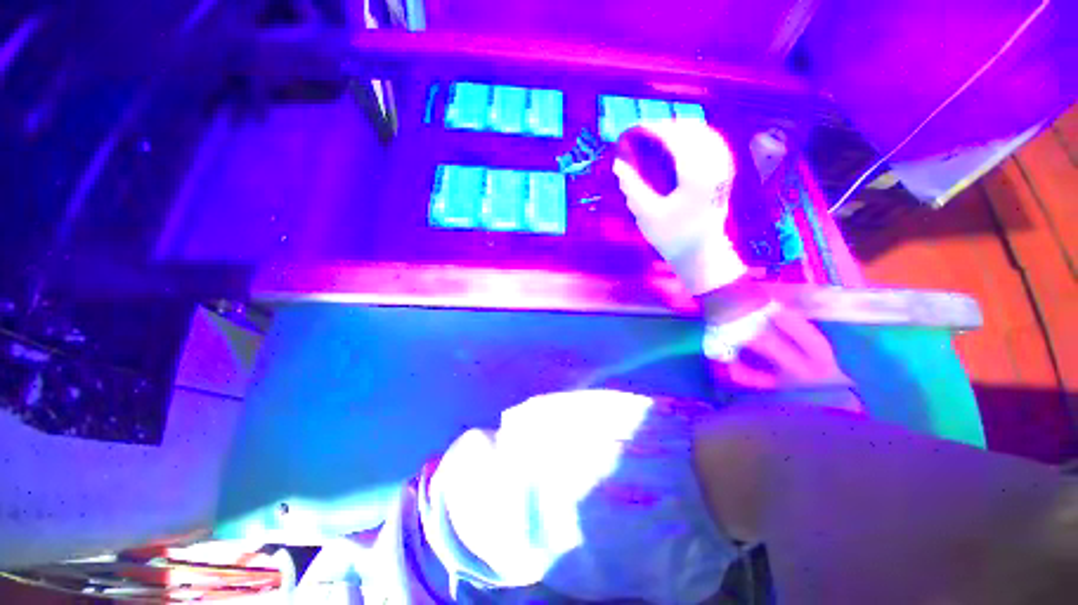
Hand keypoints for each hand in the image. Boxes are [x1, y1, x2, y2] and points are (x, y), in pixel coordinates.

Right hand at [612, 120, 746, 294]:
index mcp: (696, 175)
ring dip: (681, 130)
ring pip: (705, 133)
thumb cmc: (672, 237)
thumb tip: (618, 164)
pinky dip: (695, 137)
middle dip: (666, 126)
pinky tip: (682, 144)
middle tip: (643, 134)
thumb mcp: (647, 214)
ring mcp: (723, 167)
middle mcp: (714, 165)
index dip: (654, 129)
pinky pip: (713, 142)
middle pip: (692, 130)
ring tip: (659, 136)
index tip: (635, 129)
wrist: (701, 253)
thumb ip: (632, 186)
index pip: (676, 138)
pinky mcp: (725, 172)